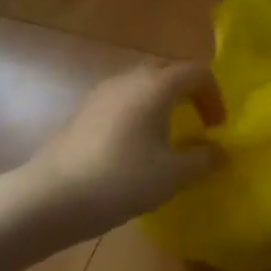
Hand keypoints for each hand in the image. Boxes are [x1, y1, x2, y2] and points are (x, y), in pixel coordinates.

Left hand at [21, 61, 223, 241]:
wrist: (51, 197)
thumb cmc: (121, 180)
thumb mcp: (173, 175)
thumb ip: (203, 159)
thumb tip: (220, 150)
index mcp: (155, 86)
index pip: (197, 72)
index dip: (215, 96)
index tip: (217, 128)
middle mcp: (128, 79)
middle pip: (169, 73)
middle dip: (189, 95)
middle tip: (199, 125)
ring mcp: (102, 93)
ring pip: (143, 86)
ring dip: (163, 104)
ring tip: (169, 137)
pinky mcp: (84, 112)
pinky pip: (123, 101)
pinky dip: (140, 114)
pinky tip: (137, 148)